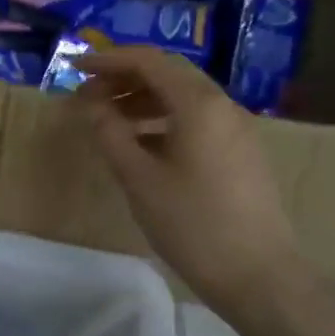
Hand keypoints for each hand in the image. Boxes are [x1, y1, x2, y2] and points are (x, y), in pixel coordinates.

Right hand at [73, 46, 305, 315]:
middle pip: (168, 74)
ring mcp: (236, 129)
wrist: (259, 276)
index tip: (75, 67)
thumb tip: (91, 106)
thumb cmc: (193, 224)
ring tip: (108, 119)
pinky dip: (163, 120)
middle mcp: (222, 106)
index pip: (149, 61)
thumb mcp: (139, 179)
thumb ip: (110, 134)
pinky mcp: (240, 153)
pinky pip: (196, 120)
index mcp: (198, 104)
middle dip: (124, 78)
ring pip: (183, 98)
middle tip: (87, 94)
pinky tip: (141, 144)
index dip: (109, 59)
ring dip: (142, 100)